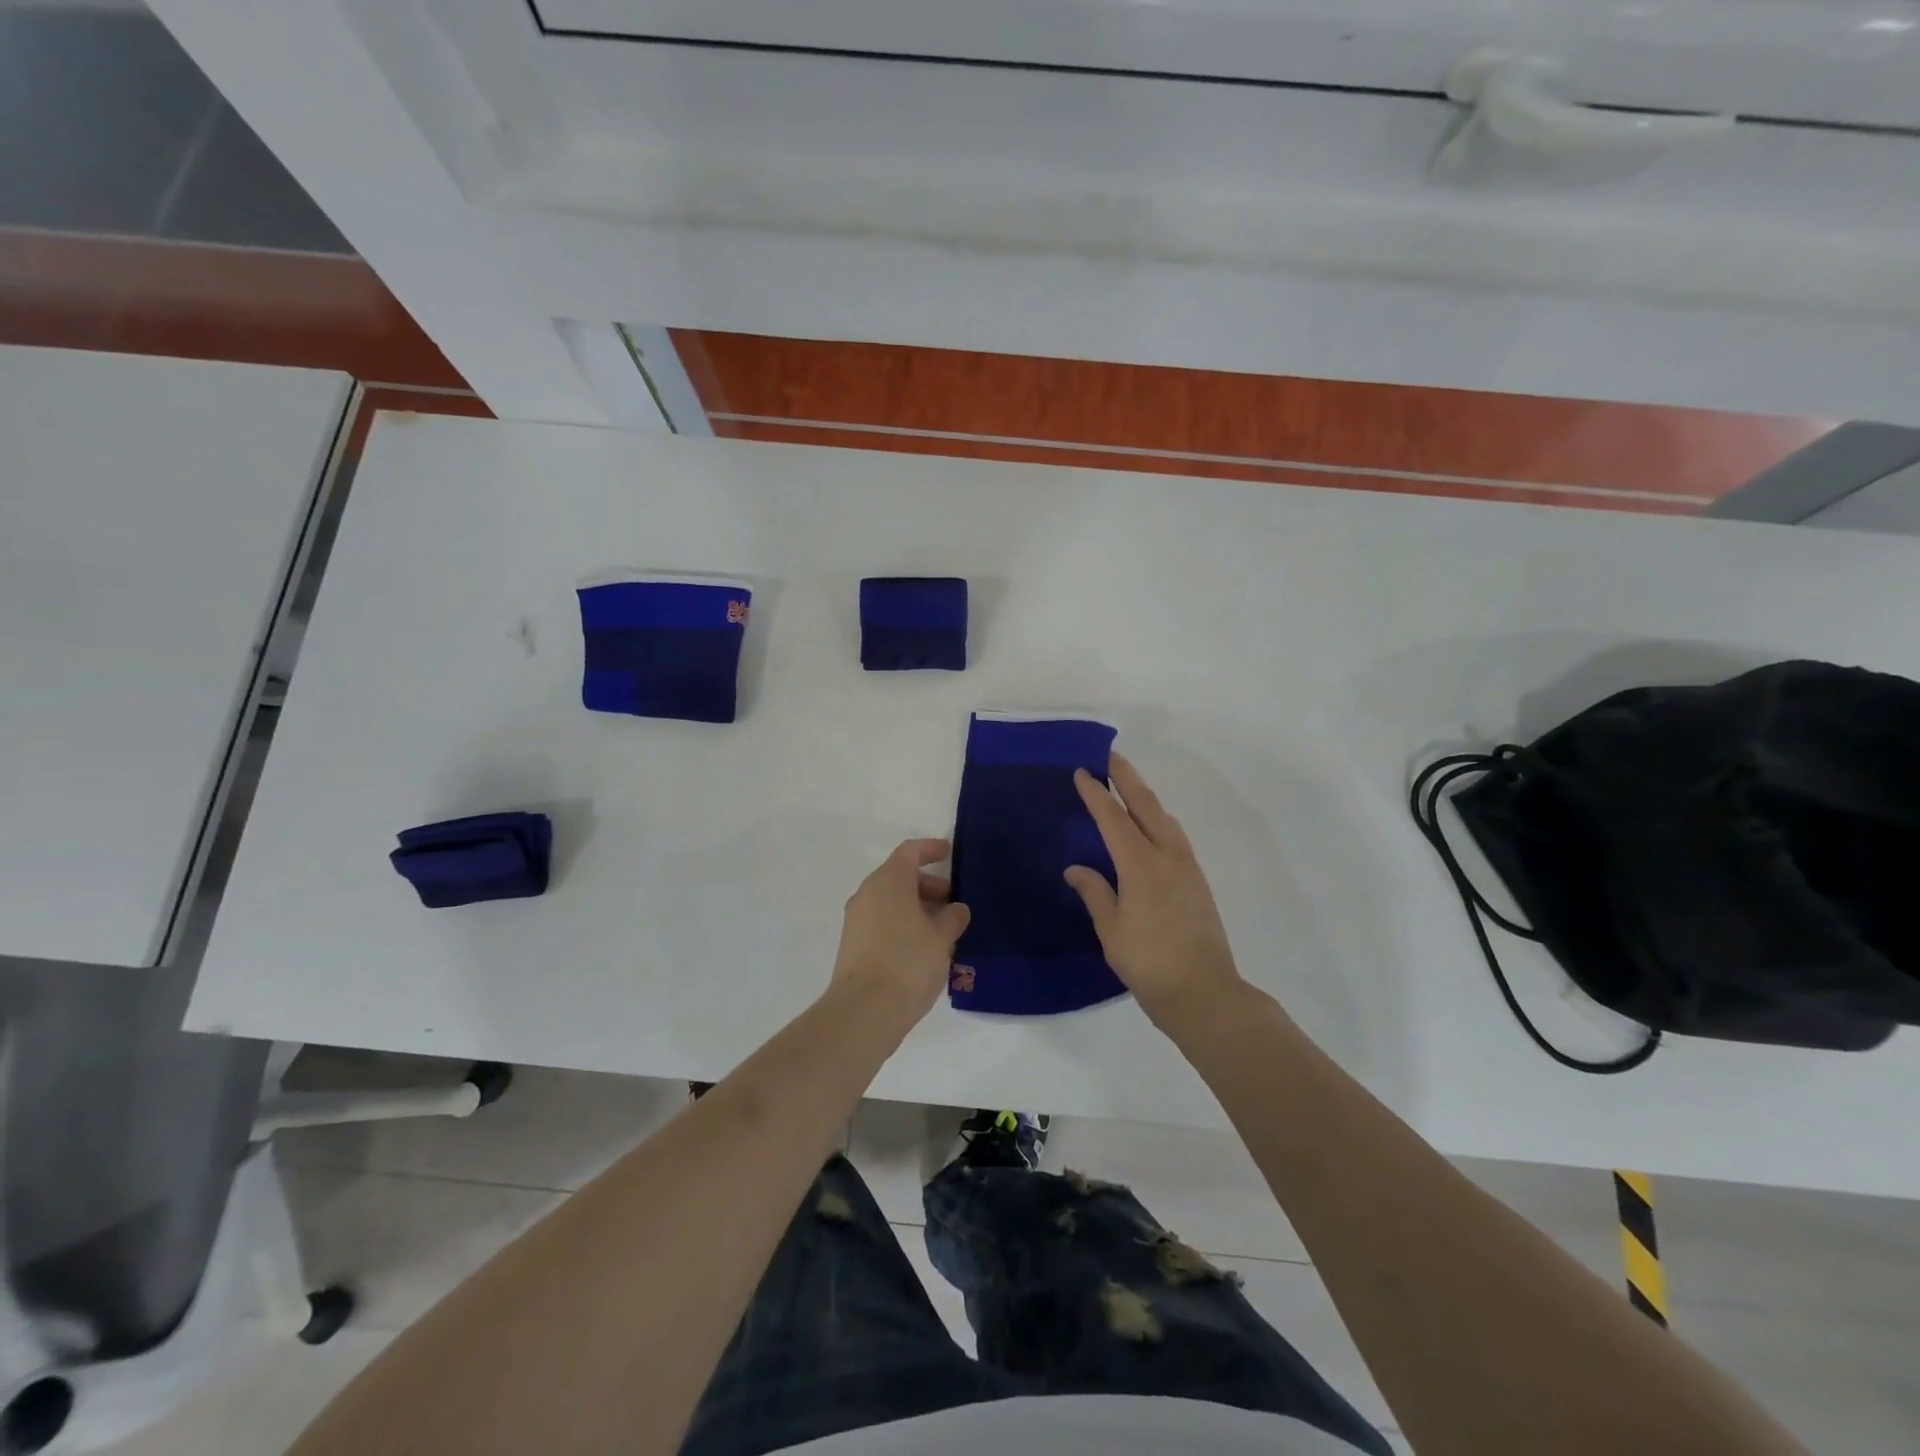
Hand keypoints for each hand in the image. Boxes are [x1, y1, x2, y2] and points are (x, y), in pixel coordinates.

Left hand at [829, 839, 971, 1025]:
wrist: (864, 1011)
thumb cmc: (908, 962)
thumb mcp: (942, 938)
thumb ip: (953, 917)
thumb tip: (956, 909)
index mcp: (888, 881)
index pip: (910, 851)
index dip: (930, 849)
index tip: (949, 854)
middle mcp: (868, 893)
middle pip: (900, 877)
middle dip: (929, 886)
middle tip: (955, 906)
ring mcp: (857, 920)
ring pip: (892, 902)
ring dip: (918, 909)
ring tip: (945, 932)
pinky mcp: (853, 945)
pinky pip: (883, 922)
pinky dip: (904, 925)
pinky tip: (925, 950)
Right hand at [1065, 754, 1245, 1026]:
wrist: (1203, 992)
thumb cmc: (1148, 963)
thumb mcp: (1111, 930)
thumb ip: (1095, 892)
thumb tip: (1076, 868)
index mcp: (1140, 866)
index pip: (1112, 819)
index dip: (1096, 794)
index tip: (1082, 772)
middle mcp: (1167, 856)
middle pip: (1145, 805)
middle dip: (1126, 778)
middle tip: (1109, 756)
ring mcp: (1187, 867)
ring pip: (1164, 818)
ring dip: (1144, 796)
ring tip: (1127, 784)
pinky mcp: (1197, 880)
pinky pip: (1174, 835)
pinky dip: (1157, 818)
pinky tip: (1150, 825)